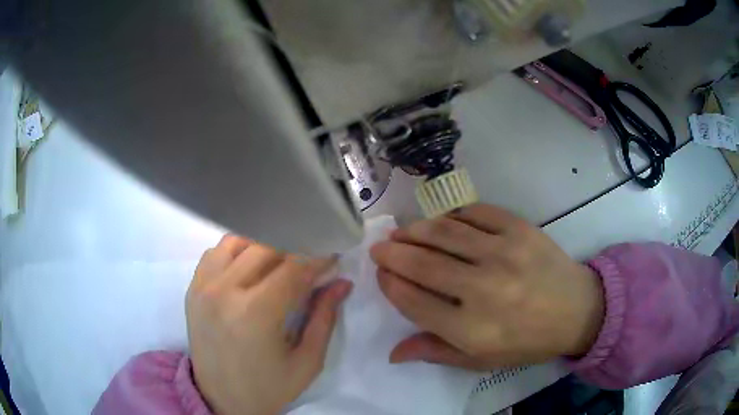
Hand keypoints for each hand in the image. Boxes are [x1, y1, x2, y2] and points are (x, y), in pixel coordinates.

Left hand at [186, 236, 352, 414]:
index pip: (294, 267)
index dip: (318, 257)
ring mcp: (203, 286)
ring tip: (280, 262)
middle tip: (311, 260)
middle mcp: (224, 290)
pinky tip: (250, 267)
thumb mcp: (307, 361)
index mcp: (256, 313)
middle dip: (295, 248)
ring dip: (265, 246)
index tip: (333, 255)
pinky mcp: (192, 288)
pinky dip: (237, 251)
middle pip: (267, 246)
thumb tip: (342, 283)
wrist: (221, 399)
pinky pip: (216, 252)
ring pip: (240, 241)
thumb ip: (324, 318)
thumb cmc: (268, 388)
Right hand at [370, 204, 603, 369]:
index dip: (390, 285)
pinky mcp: (520, 229)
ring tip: (402, 232)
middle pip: (423, 265)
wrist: (577, 310)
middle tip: (380, 247)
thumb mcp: (482, 360)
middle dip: (393, 253)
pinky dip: (453, 214)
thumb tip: (393, 352)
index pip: (414, 302)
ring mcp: (504, 253)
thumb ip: (437, 353)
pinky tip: (443, 221)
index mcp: (472, 330)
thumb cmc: (527, 341)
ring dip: (416, 230)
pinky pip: (476, 212)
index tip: (381, 275)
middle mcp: (484, 289)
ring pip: (445, 233)